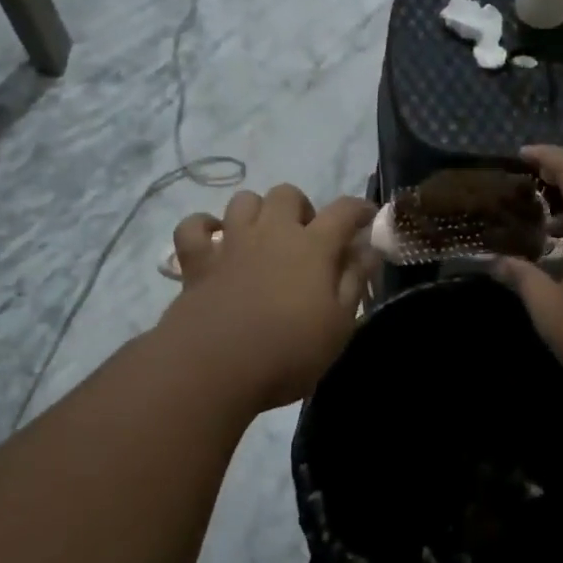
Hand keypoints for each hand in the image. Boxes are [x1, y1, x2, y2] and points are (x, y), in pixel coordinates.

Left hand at [164, 185, 374, 411]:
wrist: (214, 368)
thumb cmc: (289, 352)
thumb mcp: (339, 325)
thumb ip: (354, 281)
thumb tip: (366, 249)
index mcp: (313, 247)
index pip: (344, 210)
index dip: (360, 209)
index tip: (368, 217)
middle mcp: (271, 233)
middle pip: (287, 194)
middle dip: (302, 208)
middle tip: (308, 238)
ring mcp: (231, 244)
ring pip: (243, 200)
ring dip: (258, 211)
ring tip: (264, 237)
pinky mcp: (197, 262)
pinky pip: (194, 227)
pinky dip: (204, 227)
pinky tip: (215, 241)